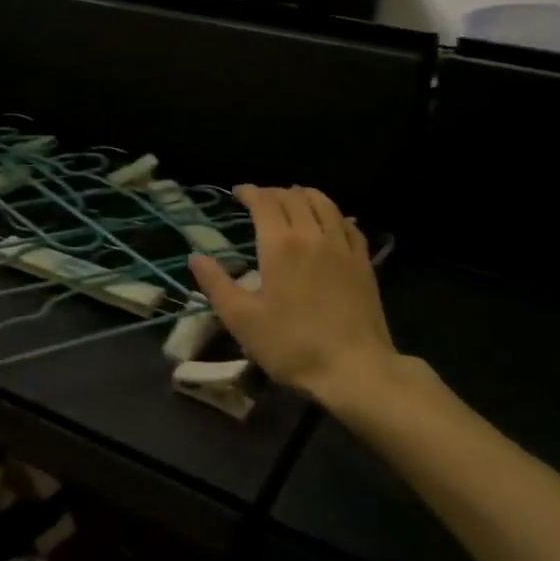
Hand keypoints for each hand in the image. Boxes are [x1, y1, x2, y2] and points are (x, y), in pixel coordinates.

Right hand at [189, 186, 397, 405]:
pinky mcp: (363, 261)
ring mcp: (342, 246)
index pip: (264, 202)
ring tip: (292, 201)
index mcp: (280, 244)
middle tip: (260, 200)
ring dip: (304, 196)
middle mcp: (312, 234)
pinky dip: (333, 214)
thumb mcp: (242, 320)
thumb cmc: (291, 345)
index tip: (237, 193)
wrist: (353, 367)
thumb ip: (216, 284)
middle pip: (293, 197)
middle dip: (273, 193)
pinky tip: (330, 223)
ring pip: (324, 203)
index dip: (249, 192)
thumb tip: (196, 257)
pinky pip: (348, 224)